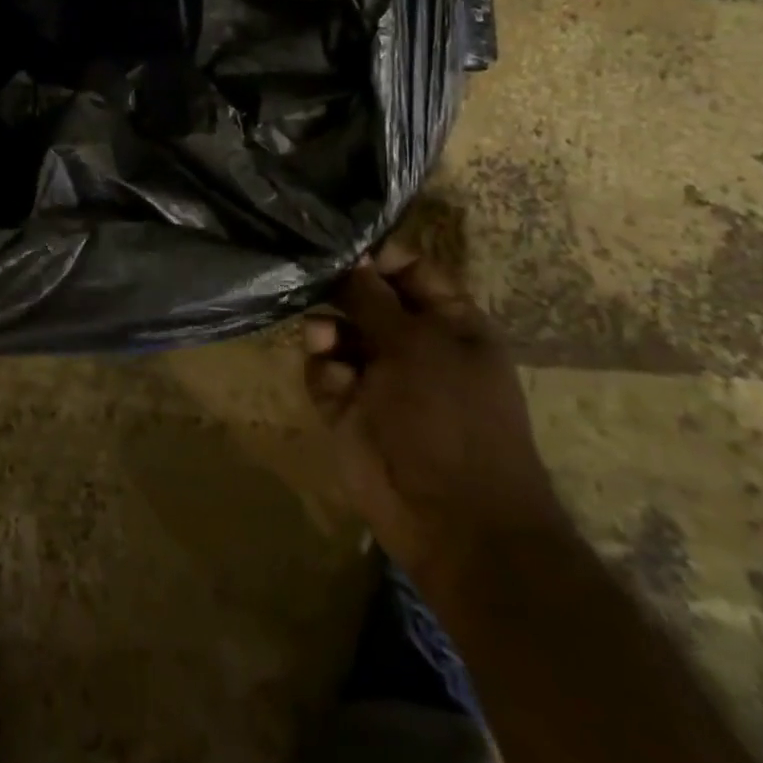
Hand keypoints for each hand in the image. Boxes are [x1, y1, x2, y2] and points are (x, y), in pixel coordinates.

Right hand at [302, 255, 568, 592]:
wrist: (452, 520)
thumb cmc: (449, 417)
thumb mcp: (416, 345)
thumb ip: (374, 298)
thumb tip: (350, 257)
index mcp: (449, 322)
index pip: (409, 270)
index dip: (377, 254)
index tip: (338, 242)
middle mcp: (412, 342)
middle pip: (365, 297)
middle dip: (339, 288)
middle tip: (310, 277)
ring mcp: (378, 376)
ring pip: (336, 331)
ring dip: (326, 329)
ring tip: (322, 340)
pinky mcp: (347, 406)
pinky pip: (322, 370)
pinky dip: (322, 369)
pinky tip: (331, 380)